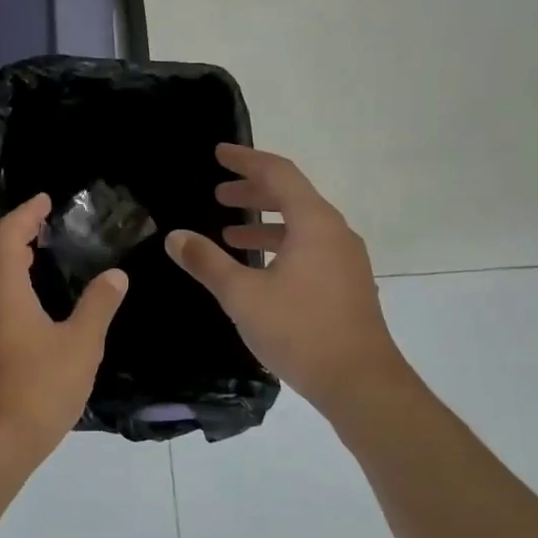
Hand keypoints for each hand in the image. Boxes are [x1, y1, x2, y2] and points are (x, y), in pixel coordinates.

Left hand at [0, 193, 128, 462]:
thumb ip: (98, 305)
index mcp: (2, 287)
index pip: (8, 234)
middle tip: (43, 224)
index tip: (45, 200)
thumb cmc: (38, 387)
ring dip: (6, 257)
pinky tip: (28, 303)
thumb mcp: (80, 344)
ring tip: (38, 257)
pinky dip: (3, 283)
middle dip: (13, 230)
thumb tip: (115, 275)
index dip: (26, 213)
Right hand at [165, 145, 406, 411]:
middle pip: (292, 195)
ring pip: (301, 224)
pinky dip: (280, 244)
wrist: (361, 385)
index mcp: (315, 224)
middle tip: (219, 192)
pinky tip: (258, 267)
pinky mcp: (346, 284)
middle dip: (253, 189)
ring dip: (265, 220)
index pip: (278, 174)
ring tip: (230, 230)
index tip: (218, 153)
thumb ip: (207, 262)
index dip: (245, 160)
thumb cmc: (301, 332)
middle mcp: (335, 233)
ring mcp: (345, 260)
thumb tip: (176, 236)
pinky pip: (310, 246)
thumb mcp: (243, 296)